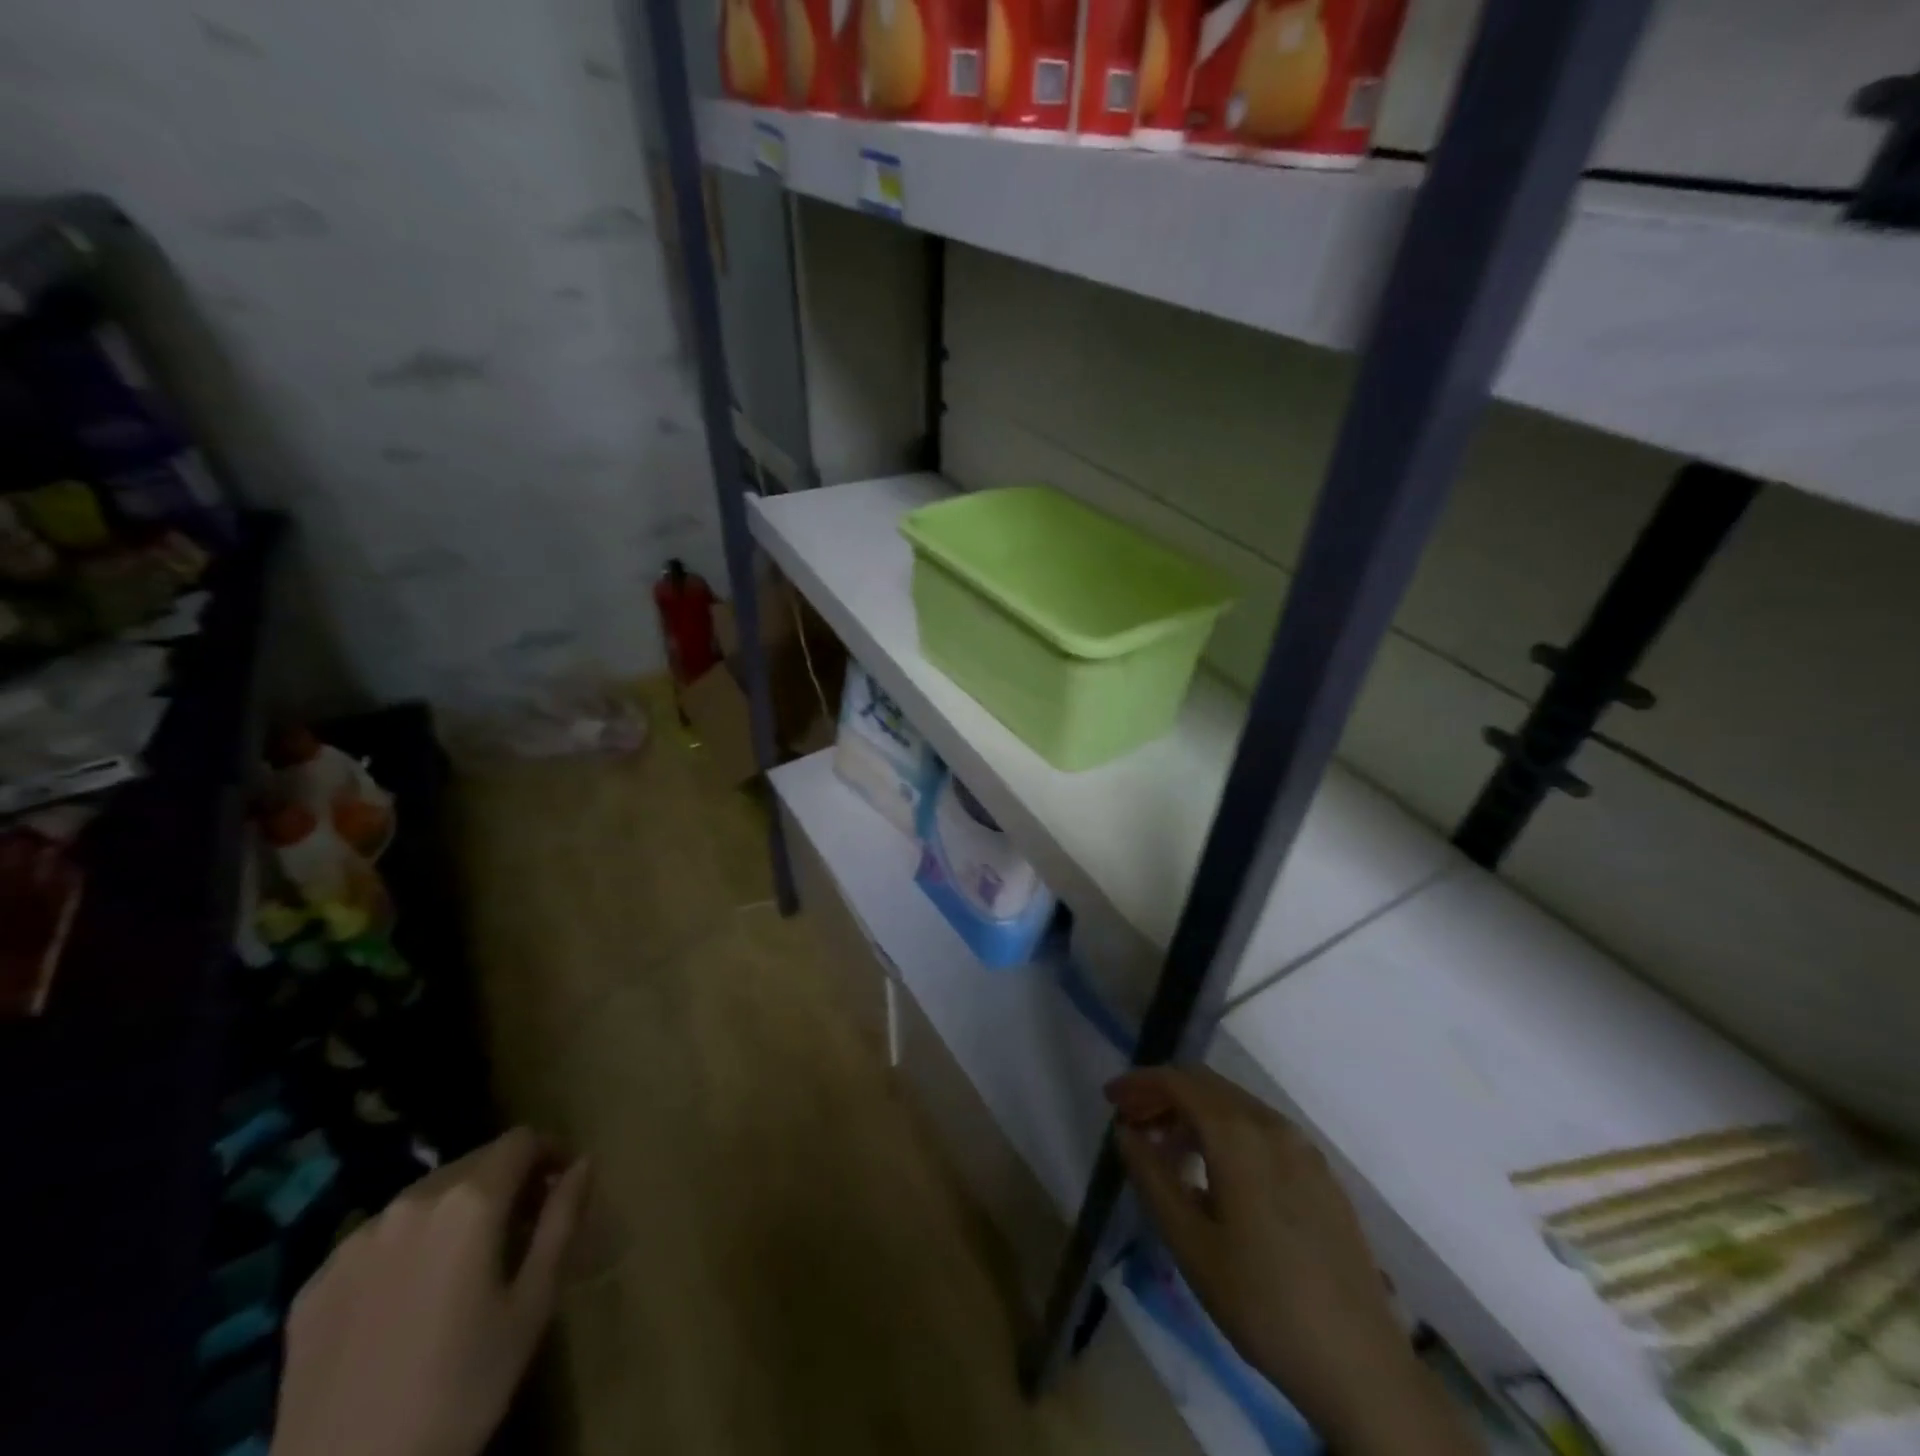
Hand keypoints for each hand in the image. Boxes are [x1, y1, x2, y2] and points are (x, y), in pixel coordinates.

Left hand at [272, 1128, 589, 1455]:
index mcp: (469, 1201)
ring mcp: (353, 1242)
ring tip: (464, 1263)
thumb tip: (583, 1163)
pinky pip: (375, 1241)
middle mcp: (410, 1202)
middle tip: (521, 1227)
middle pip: (472, 1164)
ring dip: (454, 1211)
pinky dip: (405, 1248)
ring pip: (422, 1199)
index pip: (521, 1141)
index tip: (561, 1184)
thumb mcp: (533, 1304)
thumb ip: (562, 1220)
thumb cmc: (462, 1388)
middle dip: (504, 1181)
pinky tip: (408, 1299)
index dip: (550, 1152)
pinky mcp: (313, 1283)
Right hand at [1109, 1067, 1479, 1455]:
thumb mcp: (1190, 1245)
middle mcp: (1273, 1126)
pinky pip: (1261, 1130)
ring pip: (1235, 1106)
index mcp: (1239, 1136)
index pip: (1179, 1082)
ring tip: (1166, 1150)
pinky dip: (1226, 1132)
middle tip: (1131, 1123)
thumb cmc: (1262, 1304)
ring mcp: (1303, 1149)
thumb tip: (1126, 1132)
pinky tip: (1215, 1173)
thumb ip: (1151, 1177)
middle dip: (1163, 1094)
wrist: (1361, 1366)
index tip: (1110, 1099)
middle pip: (1207, 1086)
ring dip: (1194, 1114)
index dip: (1140, 1083)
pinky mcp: (1321, 1174)